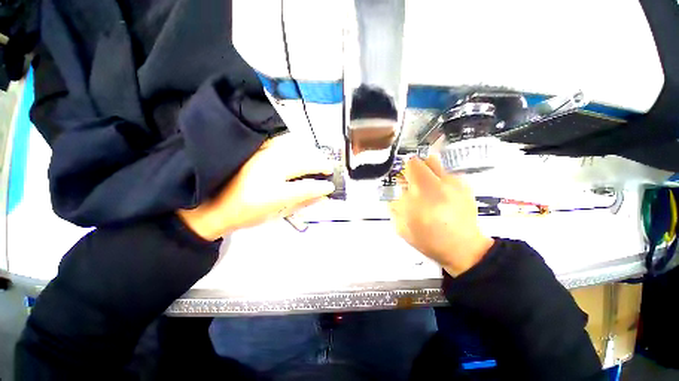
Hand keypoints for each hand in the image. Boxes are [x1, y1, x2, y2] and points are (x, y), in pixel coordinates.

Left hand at [177, 134, 334, 240]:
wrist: (212, 204)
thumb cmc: (246, 214)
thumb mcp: (277, 214)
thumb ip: (302, 203)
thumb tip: (323, 196)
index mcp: (273, 193)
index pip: (307, 186)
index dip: (323, 186)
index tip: (331, 186)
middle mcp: (268, 169)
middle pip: (304, 161)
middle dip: (321, 164)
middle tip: (329, 168)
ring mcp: (261, 155)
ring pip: (295, 147)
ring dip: (311, 152)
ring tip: (318, 158)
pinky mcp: (255, 149)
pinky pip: (281, 141)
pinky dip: (295, 144)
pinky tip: (300, 148)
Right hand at [389, 156, 493, 275]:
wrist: (463, 249)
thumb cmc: (428, 239)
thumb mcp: (402, 227)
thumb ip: (395, 206)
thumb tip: (398, 192)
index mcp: (422, 193)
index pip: (412, 165)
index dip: (405, 171)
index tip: (403, 181)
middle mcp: (440, 183)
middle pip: (426, 160)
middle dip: (417, 169)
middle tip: (414, 182)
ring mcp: (455, 184)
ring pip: (438, 165)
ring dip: (429, 173)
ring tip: (428, 189)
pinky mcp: (465, 187)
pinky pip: (448, 175)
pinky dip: (441, 181)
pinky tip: (442, 197)